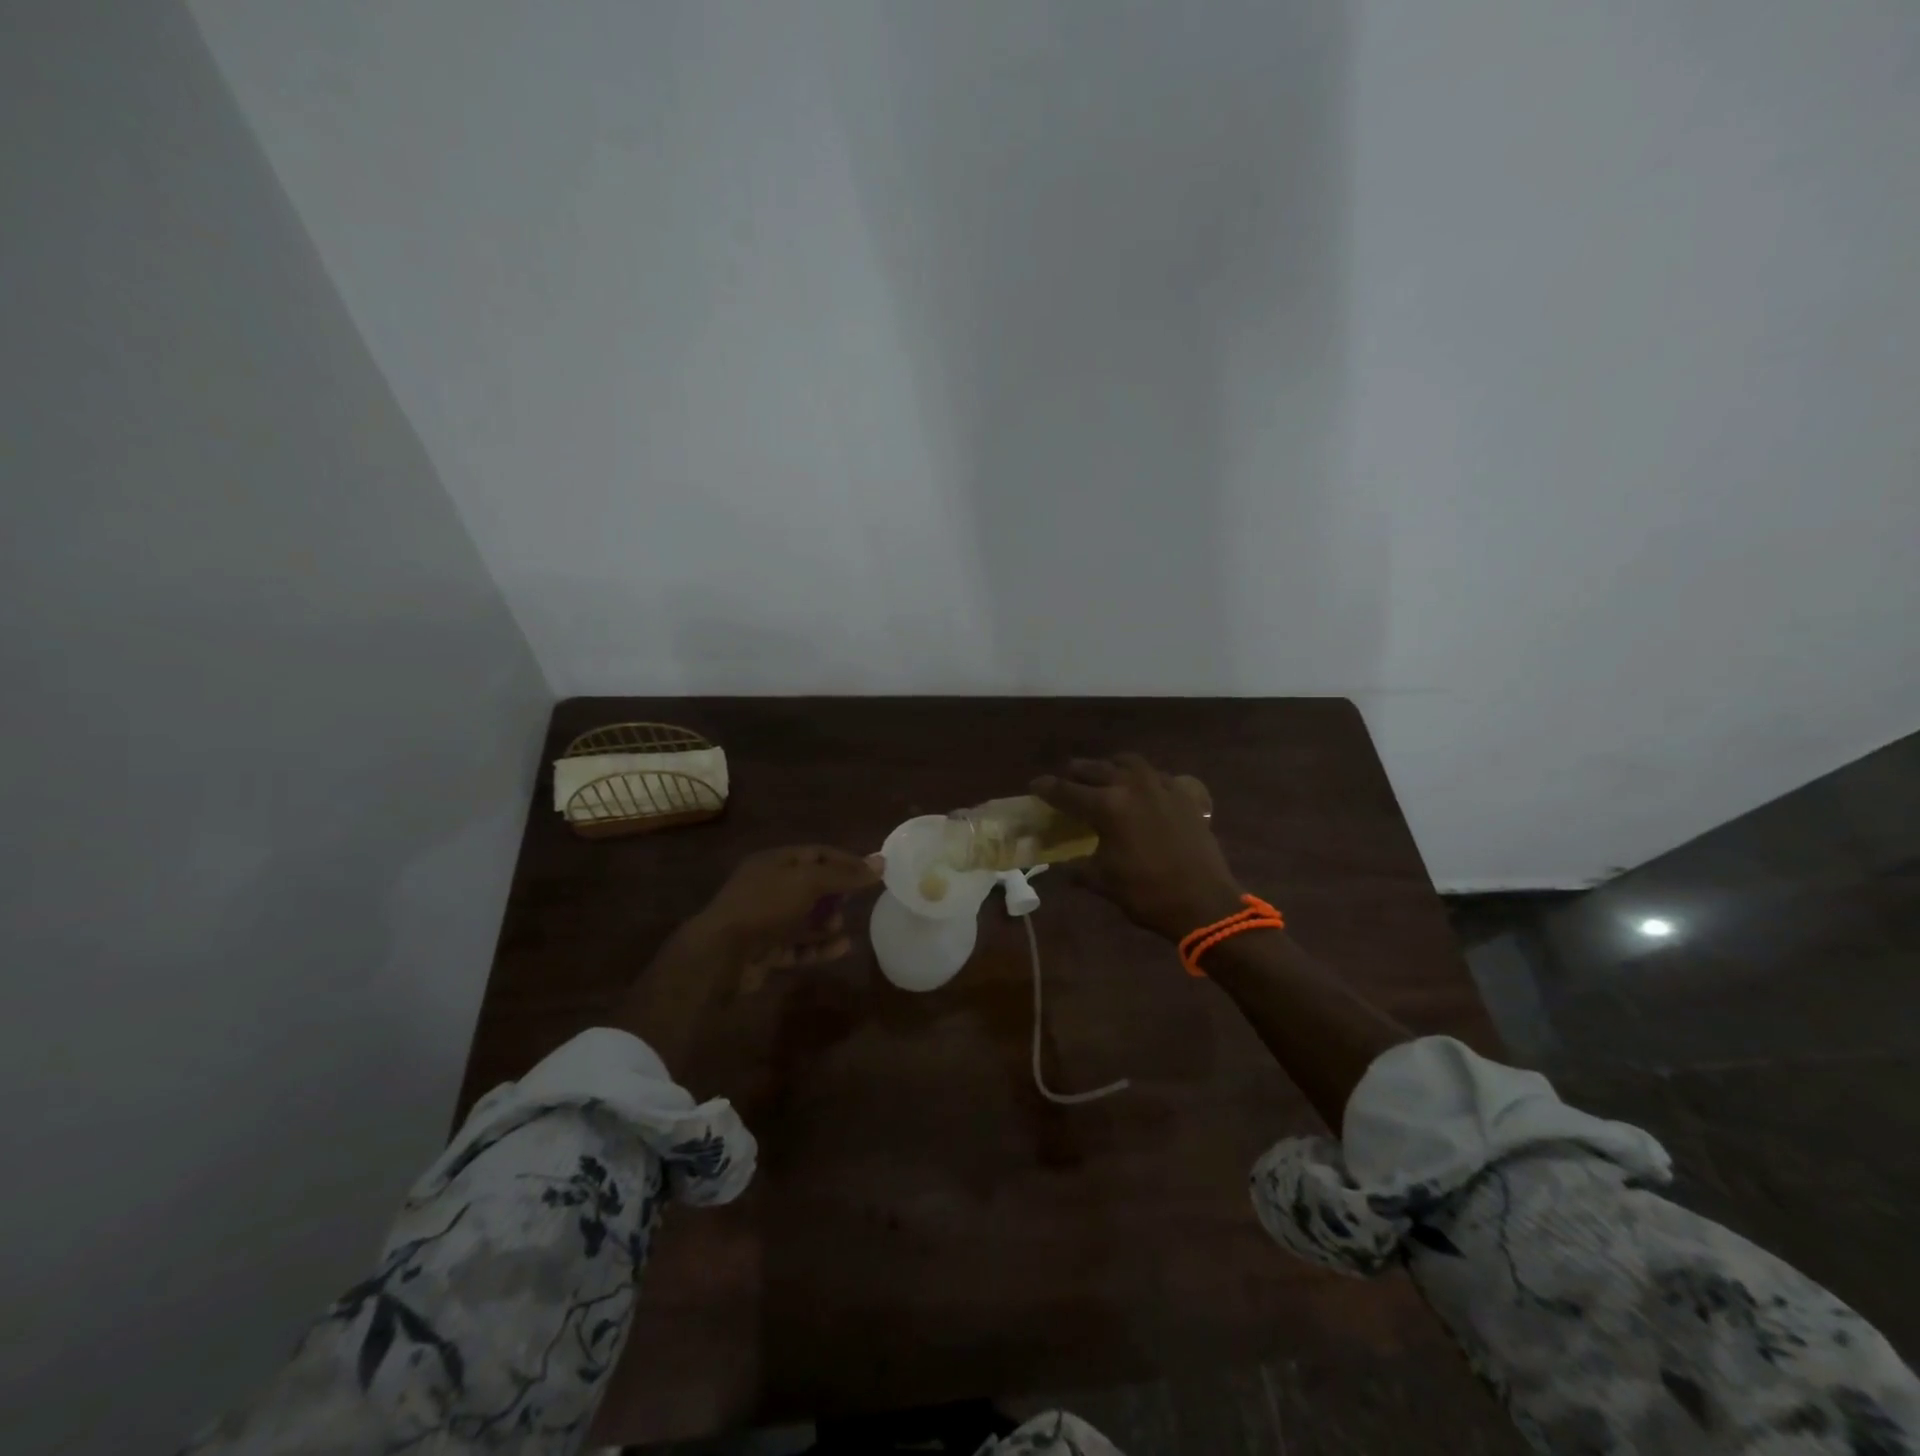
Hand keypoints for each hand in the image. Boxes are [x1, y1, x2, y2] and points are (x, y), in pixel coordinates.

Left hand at [685, 844, 882, 970]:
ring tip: (843, 927)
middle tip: (856, 900)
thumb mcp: (808, 883)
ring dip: (827, 922)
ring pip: (804, 918)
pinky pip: (798, 946)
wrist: (720, 954)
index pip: (816, 853)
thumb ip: (845, 874)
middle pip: (810, 885)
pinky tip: (841, 948)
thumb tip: (881, 862)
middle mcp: (767, 887)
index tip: (873, 871)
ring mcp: (764, 920)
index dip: (845, 860)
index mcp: (773, 862)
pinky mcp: (765, 950)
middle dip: (835, 893)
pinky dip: (819, 948)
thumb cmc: (765, 906)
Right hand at [1033, 754, 1243, 941]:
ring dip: (1111, 766)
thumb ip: (1079, 868)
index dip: (1047, 787)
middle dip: (1077, 772)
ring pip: (1129, 763)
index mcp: (1107, 807)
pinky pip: (1157, 775)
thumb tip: (1064, 868)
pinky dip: (1143, 777)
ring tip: (1104, 776)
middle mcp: (1131, 786)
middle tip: (1067, 779)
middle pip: (1096, 769)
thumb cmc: (1147, 894)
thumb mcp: (1103, 882)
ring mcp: (1161, 786)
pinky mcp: (1184, 794)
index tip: (1035, 785)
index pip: (1066, 791)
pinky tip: (1142, 790)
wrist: (1204, 902)